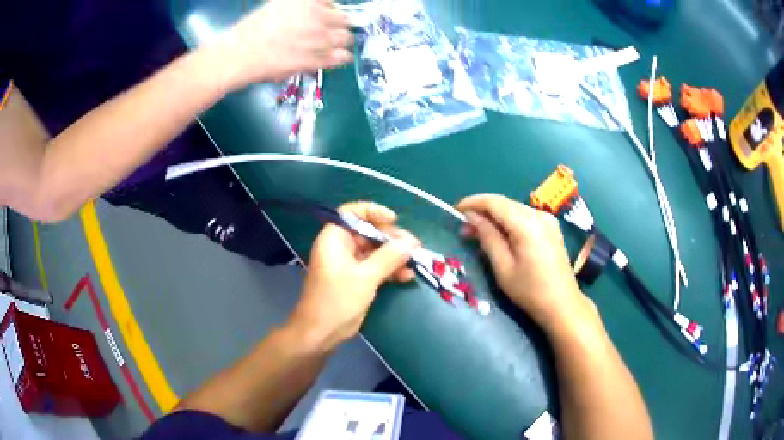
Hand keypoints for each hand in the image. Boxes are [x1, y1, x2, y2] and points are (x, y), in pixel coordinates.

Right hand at [212, 0, 353, 87]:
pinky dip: (340, 57)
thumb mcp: (278, 5)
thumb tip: (319, 11)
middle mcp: (317, 15)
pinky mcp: (316, 58)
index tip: (322, 18)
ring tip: (330, 46)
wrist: (238, 54)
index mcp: (308, 0)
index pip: (333, 3)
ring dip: (340, 42)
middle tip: (326, 33)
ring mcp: (319, 37)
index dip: (329, 11)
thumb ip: (302, 7)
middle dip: (337, 26)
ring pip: (346, 38)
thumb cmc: (253, 30)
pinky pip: (341, 57)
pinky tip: (333, 57)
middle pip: (345, 19)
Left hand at [290, 202, 419, 349]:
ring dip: (394, 256)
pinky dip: (389, 270)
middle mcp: (340, 247)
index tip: (395, 220)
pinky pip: (374, 267)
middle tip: (414, 247)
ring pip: (374, 251)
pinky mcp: (354, 279)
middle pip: (368, 232)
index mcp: (334, 238)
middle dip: (391, 239)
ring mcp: (347, 264)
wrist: (320, 333)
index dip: (374, 212)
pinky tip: (406, 277)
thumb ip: (389, 257)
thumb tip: (411, 242)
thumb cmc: (337, 301)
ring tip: (415, 263)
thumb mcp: (365, 277)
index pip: (352, 212)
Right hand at [457, 194, 591, 331]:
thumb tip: (472, 217)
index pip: (495, 202)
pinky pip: (524, 218)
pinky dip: (508, 223)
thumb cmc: (530, 291)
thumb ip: (487, 237)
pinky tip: (499, 235)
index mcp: (527, 224)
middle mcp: (539, 215)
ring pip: (514, 210)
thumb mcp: (503, 267)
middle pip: (505, 204)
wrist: (563, 304)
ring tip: (477, 233)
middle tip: (463, 228)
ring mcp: (548, 220)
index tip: (455, 210)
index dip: (473, 203)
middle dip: (482, 212)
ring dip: (495, 218)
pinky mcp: (551, 228)